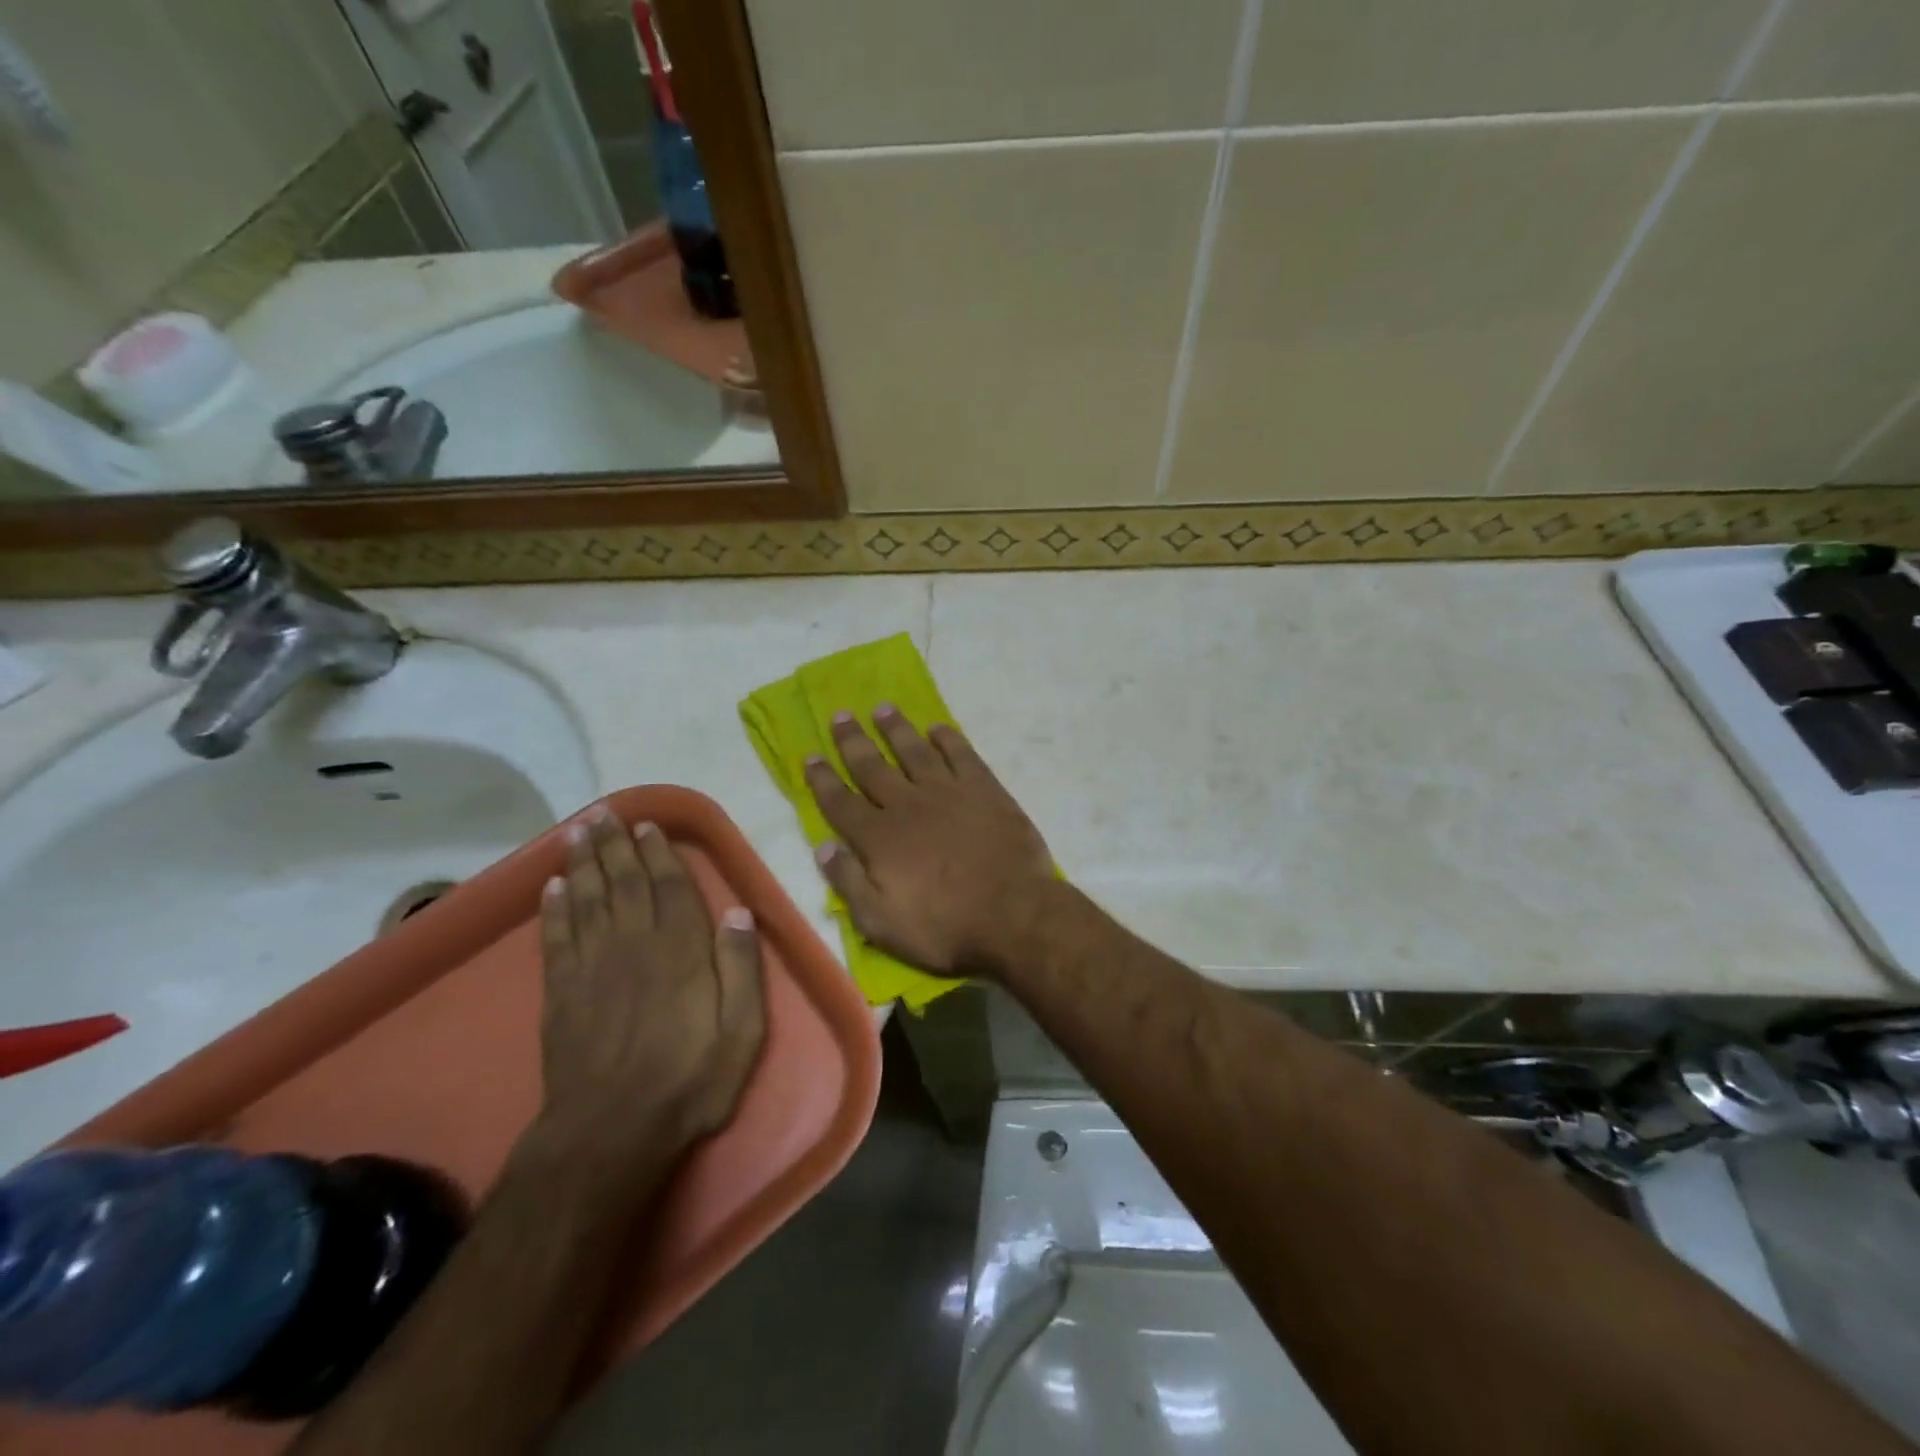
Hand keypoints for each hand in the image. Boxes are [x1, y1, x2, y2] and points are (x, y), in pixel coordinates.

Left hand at [536, 807, 765, 1160]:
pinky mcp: (561, 993)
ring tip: (578, 831)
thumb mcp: (742, 1032)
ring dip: (583, 862)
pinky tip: (553, 886)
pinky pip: (556, 938)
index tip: (648, 825)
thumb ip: (743, 969)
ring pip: (588, 900)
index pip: (670, 888)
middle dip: (615, 845)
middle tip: (605, 812)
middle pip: (624, 883)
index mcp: (681, 952)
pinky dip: (554, 908)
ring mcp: (592, 968)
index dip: (659, 853)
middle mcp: (634, 946)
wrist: (610, 1134)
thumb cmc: (689, 1081)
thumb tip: (738, 912)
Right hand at [804, 706, 1055, 978]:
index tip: (810, 756)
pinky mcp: (984, 789)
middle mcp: (907, 805)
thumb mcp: (881, 923)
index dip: (822, 779)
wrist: (1013, 914)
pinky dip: (947, 738)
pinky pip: (961, 754)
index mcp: (878, 838)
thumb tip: (822, 847)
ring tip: (882, 708)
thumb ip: (848, 883)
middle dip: (853, 740)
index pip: (840, 802)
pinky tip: (937, 728)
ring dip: (896, 728)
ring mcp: (947, 792)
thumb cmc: (944, 927)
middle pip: (872, 766)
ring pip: (914, 751)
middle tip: (840, 714)